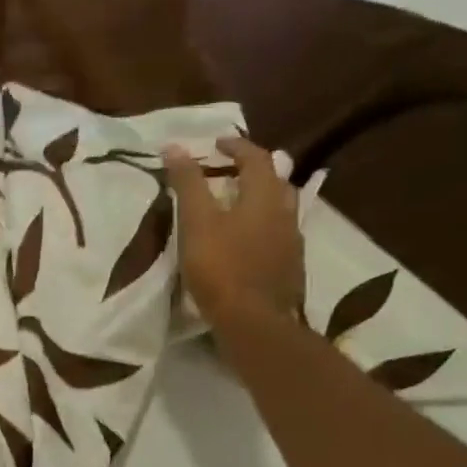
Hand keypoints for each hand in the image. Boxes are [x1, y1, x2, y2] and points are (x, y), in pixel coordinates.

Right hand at [165, 136, 304, 322]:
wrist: (255, 323)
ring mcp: (292, 243)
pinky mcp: (290, 268)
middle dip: (253, 171)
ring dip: (259, 199)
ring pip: (280, 209)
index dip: (236, 146)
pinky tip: (246, 242)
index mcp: (265, 197)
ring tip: (235, 206)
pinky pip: (278, 235)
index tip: (216, 144)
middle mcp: (286, 214)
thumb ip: (188, 184)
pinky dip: (262, 227)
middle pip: (275, 181)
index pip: (256, 158)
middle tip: (228, 172)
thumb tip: (174, 146)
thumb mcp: (196, 222)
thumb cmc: (221, 267)